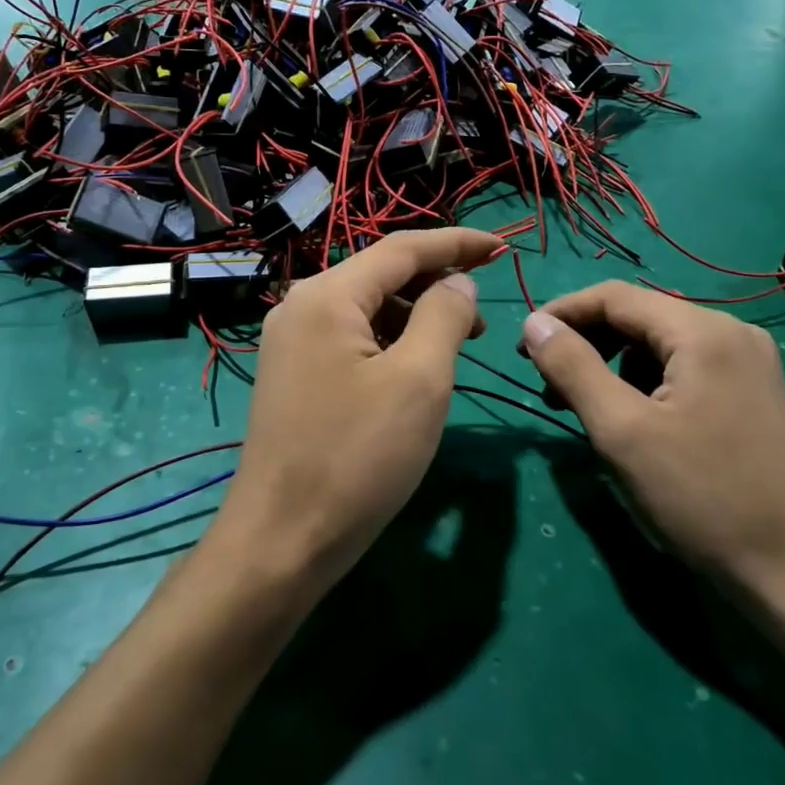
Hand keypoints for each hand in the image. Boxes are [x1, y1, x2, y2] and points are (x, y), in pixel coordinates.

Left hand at [215, 228, 503, 594]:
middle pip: (382, 275)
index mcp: (327, 296)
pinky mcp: (294, 375)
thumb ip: (444, 316)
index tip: (502, 248)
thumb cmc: (357, 457)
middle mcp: (302, 307)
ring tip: (460, 345)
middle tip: (485, 318)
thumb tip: (458, 282)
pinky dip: (391, 343)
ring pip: (368, 309)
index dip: (456, 244)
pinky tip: (417, 369)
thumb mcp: (419, 380)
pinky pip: (352, 339)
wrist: (282, 541)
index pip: (402, 249)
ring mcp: (292, 343)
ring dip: (417, 317)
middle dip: (438, 286)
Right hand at [521, 282, 784, 599]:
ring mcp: (748, 363)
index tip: (522, 349)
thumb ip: (572, 367)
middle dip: (586, 343)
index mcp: (703, 331)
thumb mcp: (622, 431)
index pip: (615, 297)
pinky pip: (684, 368)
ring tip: (584, 408)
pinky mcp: (752, 393)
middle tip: (546, 384)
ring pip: (660, 344)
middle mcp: (731, 332)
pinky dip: (645, 383)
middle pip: (639, 317)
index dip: (561, 314)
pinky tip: (631, 419)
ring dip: (613, 365)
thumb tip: (533, 324)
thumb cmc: (701, 497)